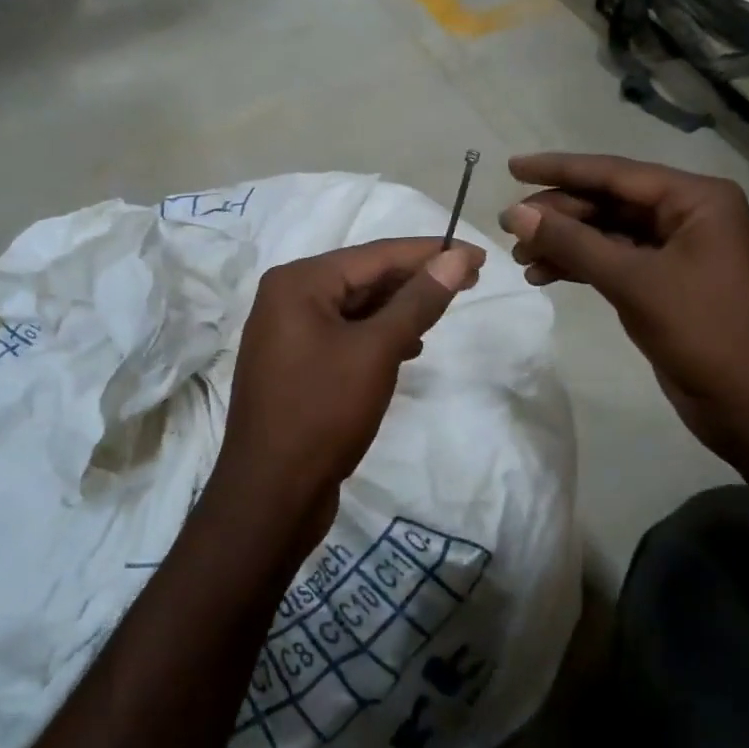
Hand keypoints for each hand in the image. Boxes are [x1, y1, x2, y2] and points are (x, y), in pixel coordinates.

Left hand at [208, 237, 483, 561]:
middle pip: (364, 277)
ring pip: (356, 307)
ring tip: (444, 310)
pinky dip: (378, 335)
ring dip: (399, 308)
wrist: (271, 495)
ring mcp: (288, 333)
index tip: (477, 255)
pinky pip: (345, 335)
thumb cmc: (323, 413)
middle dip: (416, 280)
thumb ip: (418, 301)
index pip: (375, 255)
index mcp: (298, 282)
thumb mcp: (377, 351)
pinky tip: (409, 347)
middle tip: (470, 281)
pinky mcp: (296, 365)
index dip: (430, 252)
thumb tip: (456, 258)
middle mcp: (287, 298)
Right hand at [498, 153, 748, 466]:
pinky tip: (544, 276)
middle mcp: (688, 216)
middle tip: (510, 229)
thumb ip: (573, 243)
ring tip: (521, 258)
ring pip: (608, 234)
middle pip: (609, 202)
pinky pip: (615, 262)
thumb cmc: (704, 332)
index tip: (512, 166)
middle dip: (559, 215)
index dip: (559, 169)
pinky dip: (581, 266)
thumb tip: (514, 213)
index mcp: (695, 199)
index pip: (615, 173)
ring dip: (565, 243)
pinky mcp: (665, 284)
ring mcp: (677, 251)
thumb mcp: (634, 282)